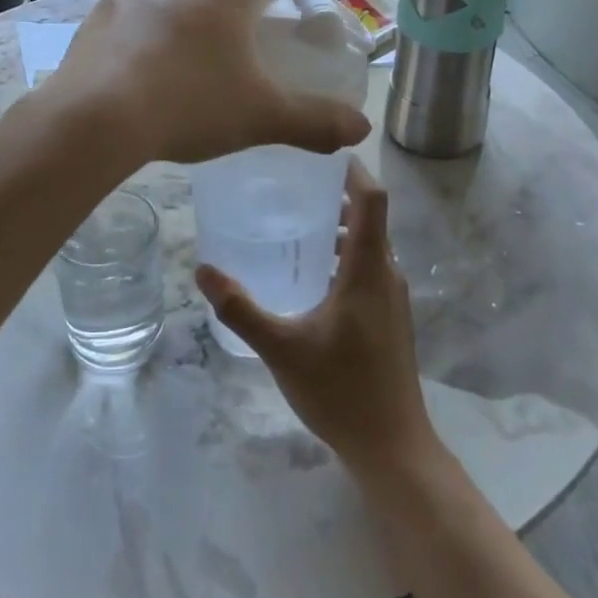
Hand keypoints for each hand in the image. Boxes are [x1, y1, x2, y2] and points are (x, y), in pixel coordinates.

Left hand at [49, 0, 370, 167]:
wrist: (98, 116)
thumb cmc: (191, 104)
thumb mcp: (262, 117)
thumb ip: (316, 121)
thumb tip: (362, 130)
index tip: (279, 1)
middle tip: (233, 34)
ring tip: (186, 43)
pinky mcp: (103, 1)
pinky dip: (147, 11)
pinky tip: (144, 51)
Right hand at [197, 159, 437, 477]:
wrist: (393, 447)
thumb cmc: (341, 391)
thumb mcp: (282, 348)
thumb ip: (241, 308)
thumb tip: (204, 269)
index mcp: (369, 270)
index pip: (372, 199)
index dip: (352, 169)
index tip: (320, 149)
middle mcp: (387, 274)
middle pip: (370, 217)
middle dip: (335, 194)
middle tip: (290, 183)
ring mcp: (392, 297)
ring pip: (369, 244)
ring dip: (339, 227)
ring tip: (294, 222)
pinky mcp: (389, 317)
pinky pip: (368, 267)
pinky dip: (344, 254)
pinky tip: (309, 273)